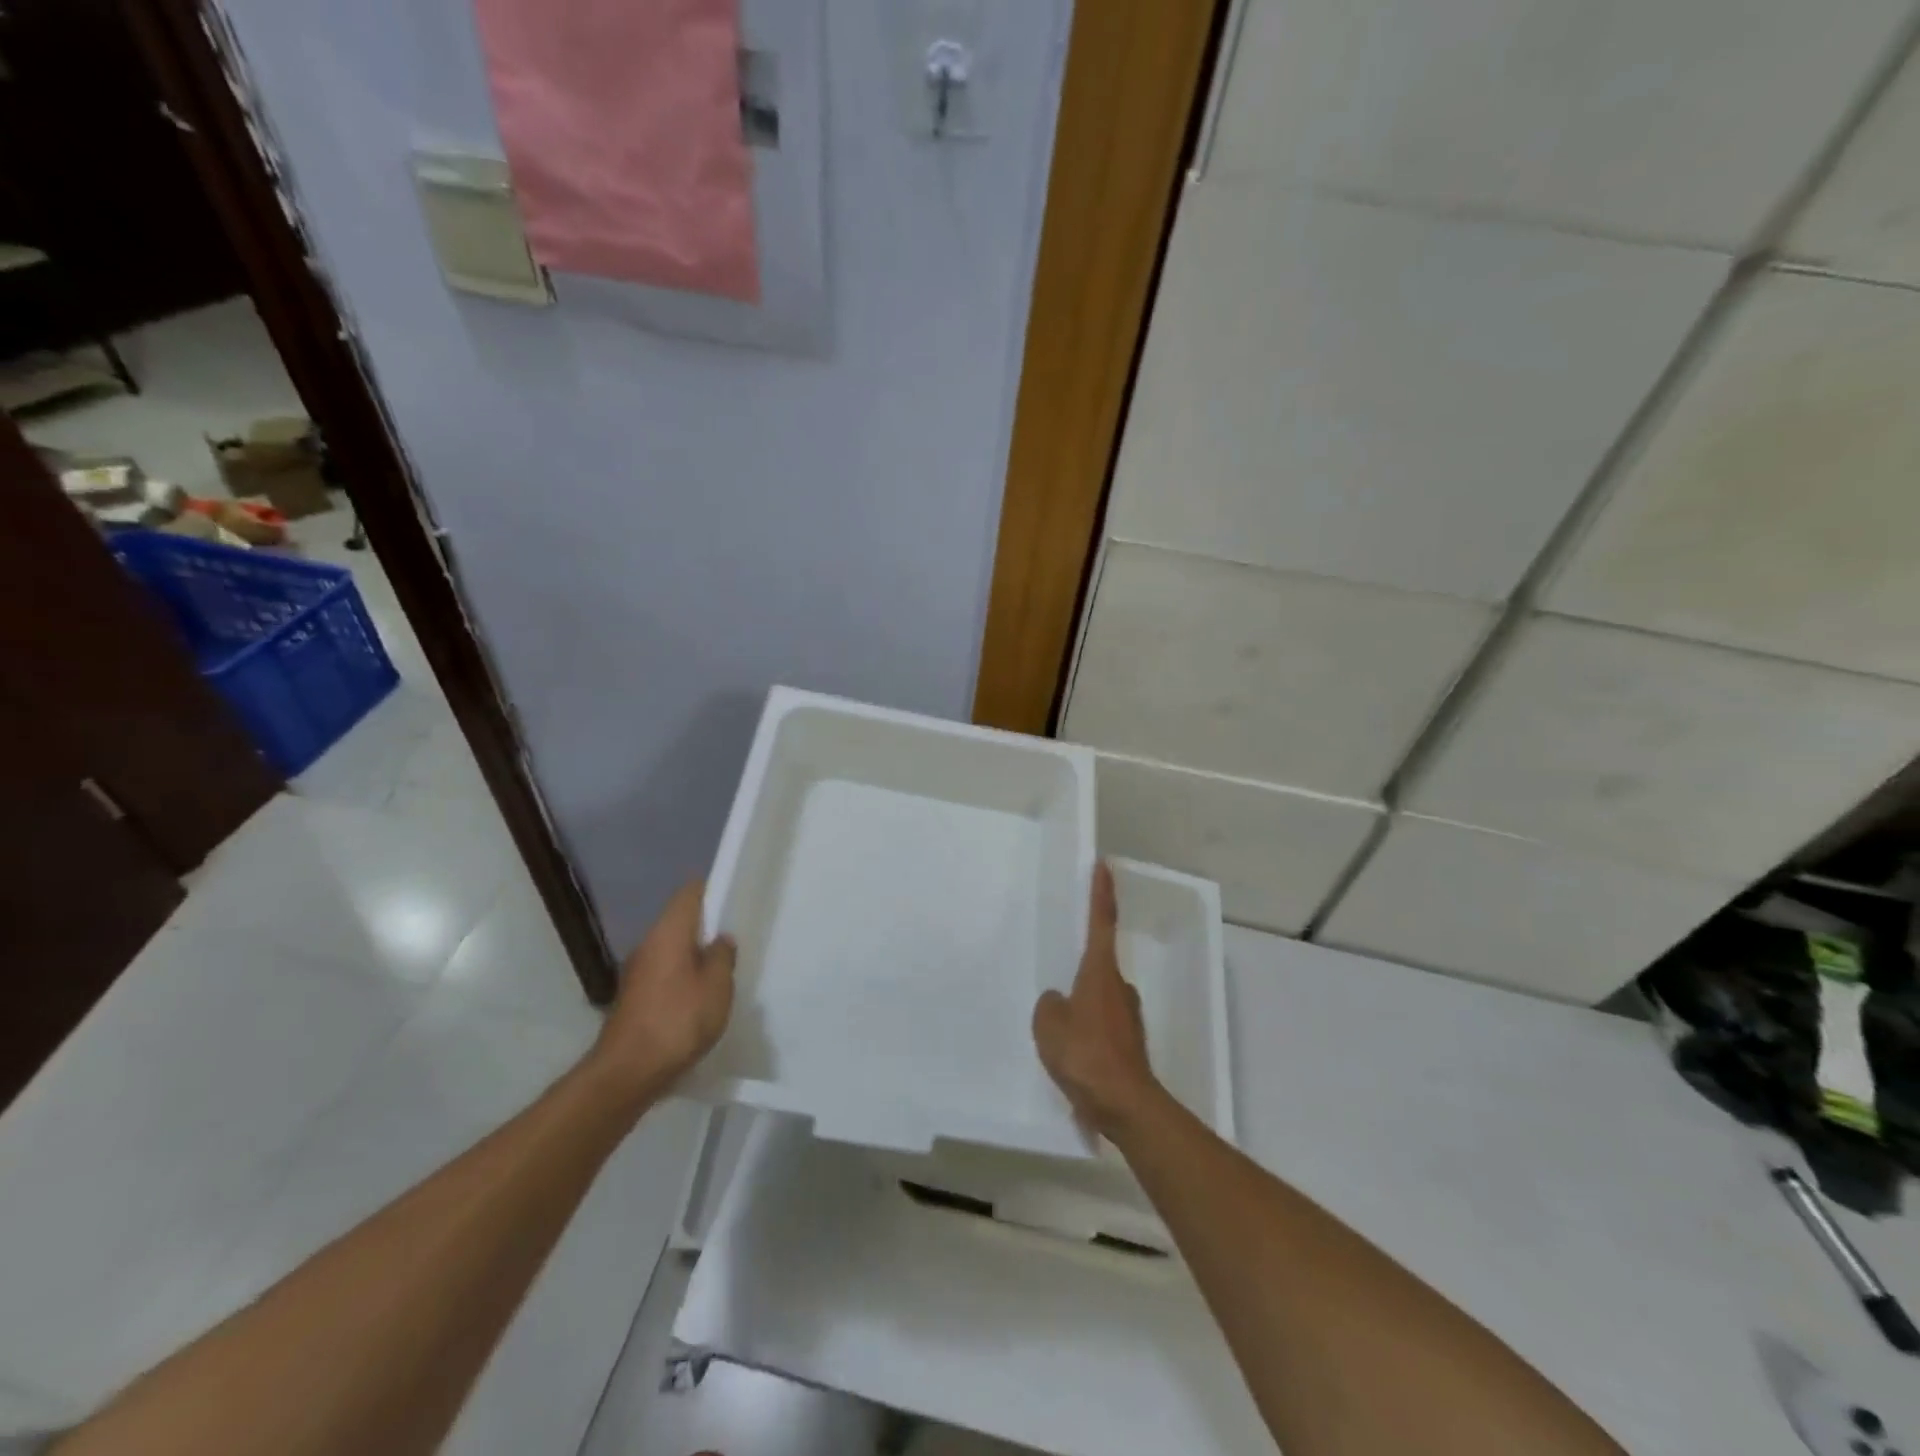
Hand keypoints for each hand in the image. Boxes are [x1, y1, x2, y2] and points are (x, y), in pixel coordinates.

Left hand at [585, 880, 735, 1110]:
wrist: (627, 1073)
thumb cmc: (678, 1021)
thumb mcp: (717, 987)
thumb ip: (722, 957)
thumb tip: (720, 940)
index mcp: (668, 933)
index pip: (689, 893)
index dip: (712, 891)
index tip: (732, 900)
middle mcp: (647, 944)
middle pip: (679, 922)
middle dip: (705, 928)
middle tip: (732, 942)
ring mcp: (636, 972)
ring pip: (671, 950)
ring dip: (693, 956)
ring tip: (719, 974)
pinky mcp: (633, 997)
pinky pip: (664, 973)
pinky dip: (681, 978)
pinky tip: (698, 999)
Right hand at [1032, 861, 1159, 1139]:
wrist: (1126, 1105)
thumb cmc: (1085, 1055)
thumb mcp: (1049, 1027)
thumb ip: (1049, 1007)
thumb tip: (1058, 1002)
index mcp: (1099, 973)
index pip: (1101, 923)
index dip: (1101, 894)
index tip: (1104, 867)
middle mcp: (1119, 988)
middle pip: (1098, 965)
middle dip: (1079, 968)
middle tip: (1057, 977)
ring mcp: (1127, 1017)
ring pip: (1098, 998)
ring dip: (1081, 1005)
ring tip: (1057, 1027)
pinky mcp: (1128, 1044)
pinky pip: (1100, 1026)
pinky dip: (1086, 1032)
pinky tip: (1071, 1054)